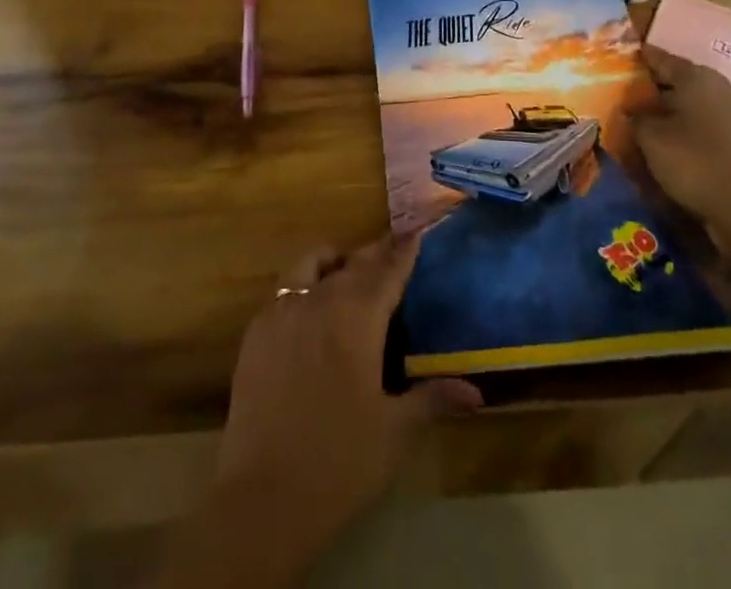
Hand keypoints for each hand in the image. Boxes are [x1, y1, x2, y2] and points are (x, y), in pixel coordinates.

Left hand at [216, 235, 481, 544]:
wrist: (263, 498)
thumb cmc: (340, 462)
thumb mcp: (394, 432)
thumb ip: (432, 400)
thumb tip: (475, 392)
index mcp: (357, 316)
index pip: (387, 271)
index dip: (403, 251)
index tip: (415, 232)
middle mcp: (320, 300)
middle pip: (352, 263)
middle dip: (374, 253)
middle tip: (390, 248)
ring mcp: (282, 312)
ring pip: (311, 265)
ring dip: (333, 261)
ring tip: (345, 270)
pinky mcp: (255, 333)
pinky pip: (283, 292)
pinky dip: (302, 286)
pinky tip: (308, 310)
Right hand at [635, 45, 730, 244]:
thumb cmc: (692, 160)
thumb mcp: (650, 136)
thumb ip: (636, 116)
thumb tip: (631, 110)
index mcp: (696, 75)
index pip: (659, 57)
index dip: (638, 58)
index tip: (618, 60)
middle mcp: (719, 86)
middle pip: (679, 78)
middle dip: (654, 86)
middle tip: (628, 93)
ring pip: (694, 101)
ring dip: (672, 107)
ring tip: (647, 118)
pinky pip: (707, 121)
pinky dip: (688, 125)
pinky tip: (672, 139)